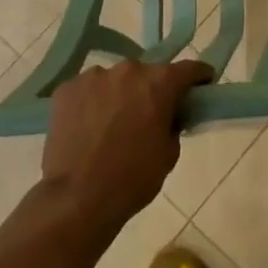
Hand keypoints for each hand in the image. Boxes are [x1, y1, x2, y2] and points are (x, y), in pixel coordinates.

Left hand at [40, 58, 212, 241]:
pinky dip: (91, 102)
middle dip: (152, 89)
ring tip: (111, 123)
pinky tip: (87, 126)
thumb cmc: (133, 178)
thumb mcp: (169, 153)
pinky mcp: (66, 89)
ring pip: (114, 80)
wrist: (78, 198)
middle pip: (148, 73)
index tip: (201, 87)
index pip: (189, 68)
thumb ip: (172, 123)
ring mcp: (94, 76)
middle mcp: (129, 70)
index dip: (198, 78)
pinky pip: (87, 89)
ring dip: (119, 94)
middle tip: (148, 114)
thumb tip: (167, 115)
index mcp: (160, 82)